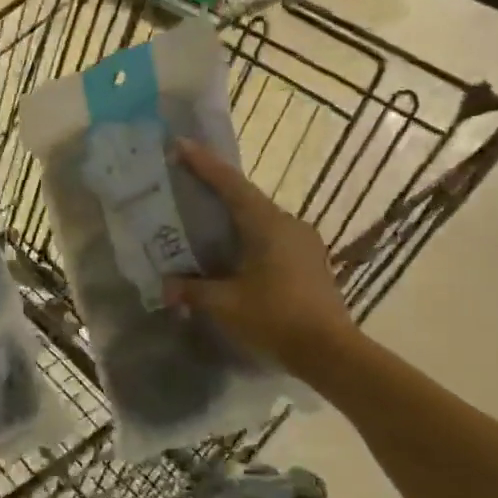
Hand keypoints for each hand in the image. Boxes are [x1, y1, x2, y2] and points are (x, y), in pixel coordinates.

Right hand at [162, 139, 362, 373]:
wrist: (331, 352)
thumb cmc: (275, 318)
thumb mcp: (225, 304)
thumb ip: (192, 290)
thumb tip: (166, 286)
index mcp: (266, 224)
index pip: (230, 184)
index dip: (203, 164)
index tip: (180, 145)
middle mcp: (288, 223)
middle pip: (246, 197)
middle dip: (216, 188)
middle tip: (188, 183)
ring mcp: (305, 242)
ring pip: (261, 218)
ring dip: (234, 216)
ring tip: (208, 221)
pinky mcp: (311, 261)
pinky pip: (273, 236)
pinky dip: (250, 236)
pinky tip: (236, 254)